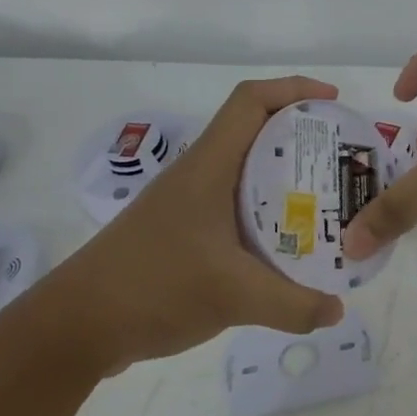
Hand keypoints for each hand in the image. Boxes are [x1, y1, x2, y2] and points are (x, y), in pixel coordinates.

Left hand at [41, 77, 347, 374]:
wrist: (75, 326)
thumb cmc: (153, 286)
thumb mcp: (233, 296)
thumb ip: (293, 304)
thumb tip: (337, 310)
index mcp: (209, 166)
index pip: (250, 101)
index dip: (293, 89)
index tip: (333, 103)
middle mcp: (198, 174)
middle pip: (253, 131)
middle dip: (300, 135)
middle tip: (340, 158)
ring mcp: (186, 204)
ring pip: (244, 171)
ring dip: (282, 175)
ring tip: (323, 199)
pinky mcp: (180, 233)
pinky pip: (233, 205)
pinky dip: (264, 211)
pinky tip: (282, 244)